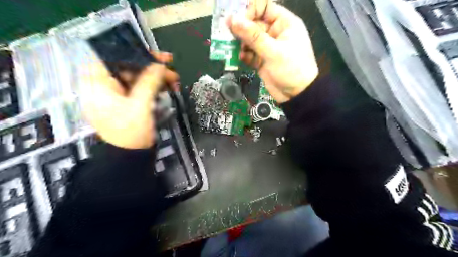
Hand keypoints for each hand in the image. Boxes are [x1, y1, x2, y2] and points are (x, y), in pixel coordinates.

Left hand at [80, 51, 178, 148]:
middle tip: (171, 69)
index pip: (111, 57)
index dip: (133, 53)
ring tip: (175, 81)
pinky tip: (167, 88)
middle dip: (151, 68)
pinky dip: (154, 87)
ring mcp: (116, 95)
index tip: (155, 55)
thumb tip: (160, 65)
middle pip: (127, 67)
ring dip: (156, 78)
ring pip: (136, 78)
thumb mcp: (140, 106)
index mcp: (97, 84)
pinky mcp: (127, 102)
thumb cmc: (130, 132)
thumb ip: (149, 82)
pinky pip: (140, 89)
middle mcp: (104, 86)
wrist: (130, 157)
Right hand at [226, 0, 319, 103]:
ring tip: (234, 49)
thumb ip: (253, 36)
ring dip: (240, 44)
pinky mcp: (262, 61)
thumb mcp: (273, 51)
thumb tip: (233, 19)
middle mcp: (275, 33)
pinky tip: (241, 59)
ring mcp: (267, 48)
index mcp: (284, 24)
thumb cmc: (291, 69)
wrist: (297, 95)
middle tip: (227, 35)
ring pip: (249, 40)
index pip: (264, 8)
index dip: (250, 11)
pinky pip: (249, 54)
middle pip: (253, 24)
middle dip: (241, 30)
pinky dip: (244, 56)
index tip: (237, 21)